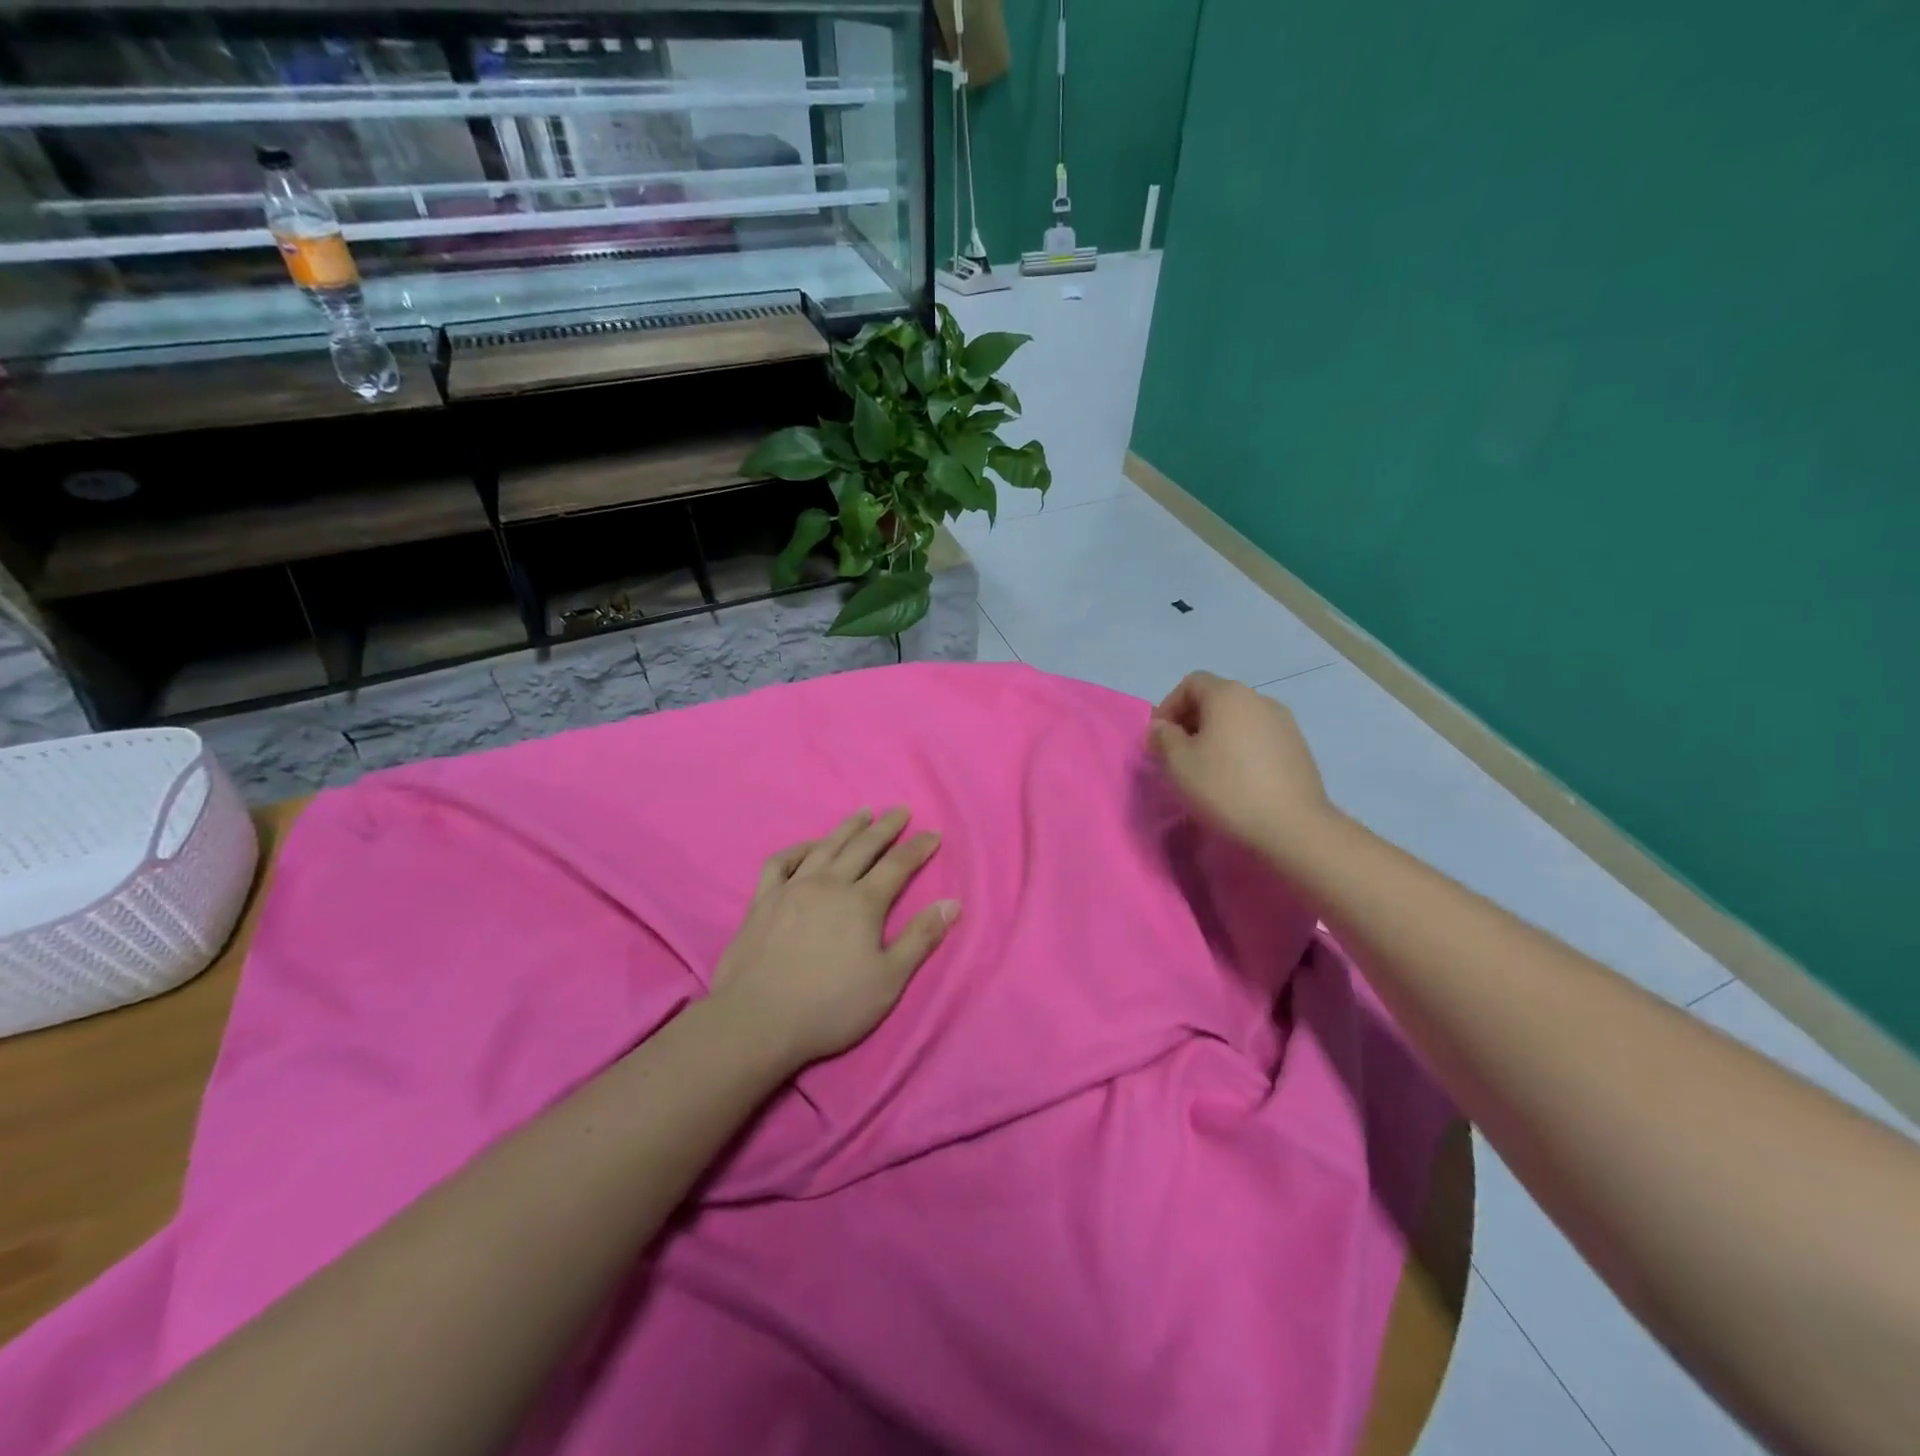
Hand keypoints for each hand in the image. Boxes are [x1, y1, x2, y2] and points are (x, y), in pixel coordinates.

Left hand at [710, 807, 958, 1069]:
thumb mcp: (888, 980)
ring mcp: (792, 888)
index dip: (918, 848)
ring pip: (825, 846)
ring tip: (862, 813)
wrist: (757, 1020)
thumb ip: (921, 938)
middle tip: (901, 810)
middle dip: (886, 827)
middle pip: (863, 846)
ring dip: (847, 828)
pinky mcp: (763, 900)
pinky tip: (809, 847)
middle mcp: (829, 884)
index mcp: (863, 903)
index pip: (898, 865)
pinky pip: (781, 862)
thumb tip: (952, 902)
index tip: (933, 834)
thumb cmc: (830, 1006)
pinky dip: (798, 849)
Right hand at [1148, 671, 1339, 864]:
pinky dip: (1240, 749)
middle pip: (1216, 699)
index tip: (1158, 739)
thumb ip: (1163, 737)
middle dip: (1190, 722)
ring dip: (1216, 737)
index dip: (1168, 706)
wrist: (1292, 825)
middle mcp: (1259, 699)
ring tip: (1206, 769)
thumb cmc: (1225, 787)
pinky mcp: (1298, 747)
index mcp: (1228, 695)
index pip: (1191, 683)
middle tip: (1176, 755)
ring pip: (1238, 720)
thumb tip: (1162, 727)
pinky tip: (1236, 779)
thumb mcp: (1178, 763)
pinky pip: (1258, 738)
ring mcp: (1284, 722)